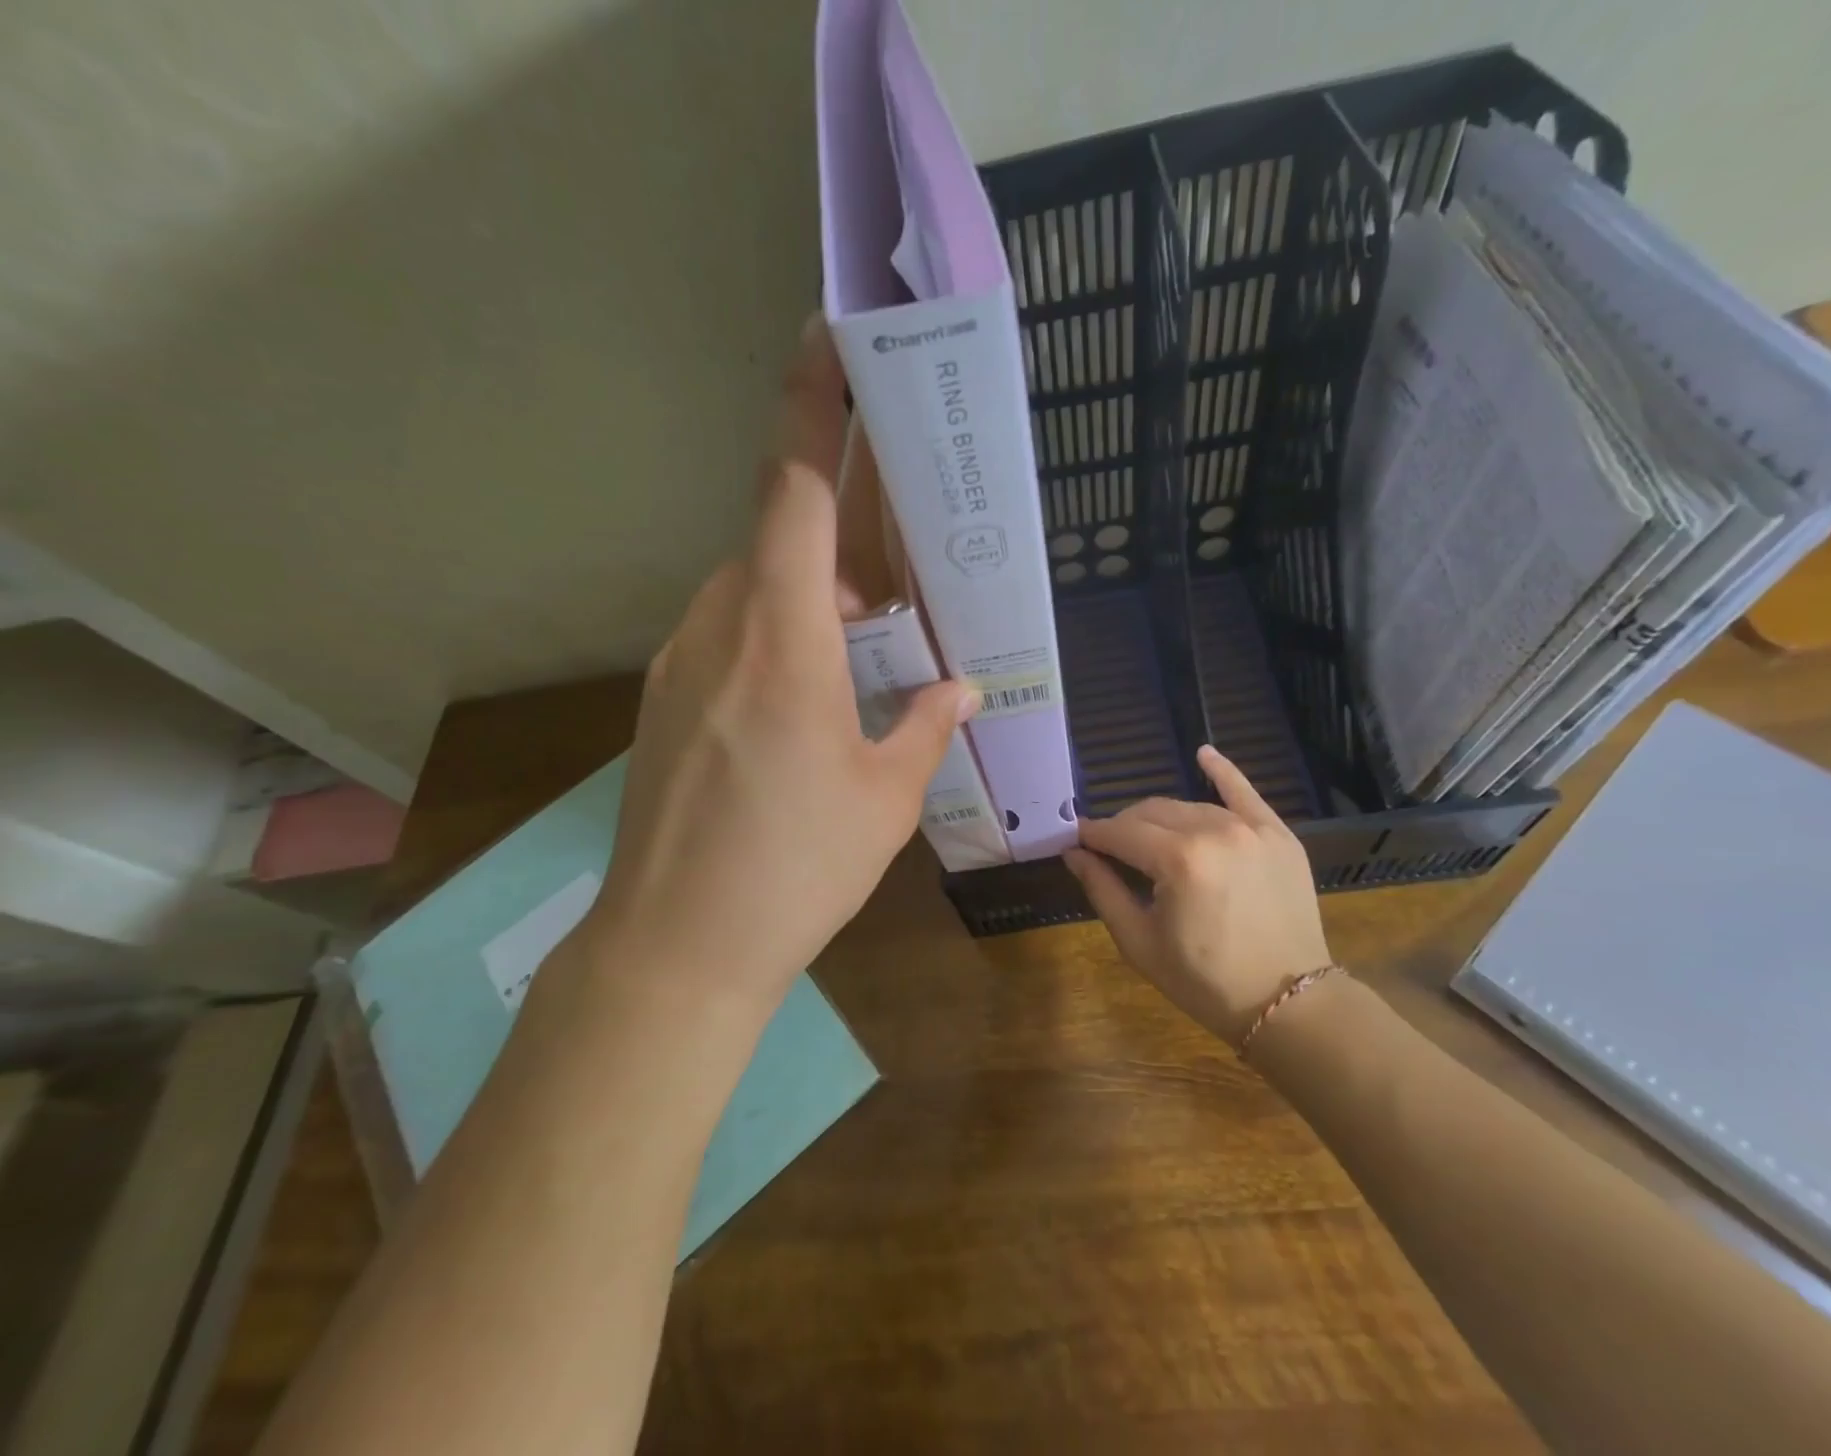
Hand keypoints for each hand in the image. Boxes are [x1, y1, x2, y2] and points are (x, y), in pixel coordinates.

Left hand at [587, 318, 977, 1014]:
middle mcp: (720, 626)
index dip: (812, 407)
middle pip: (782, 539)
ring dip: (815, 597)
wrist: (676, 945)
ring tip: (871, 646)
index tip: (829, 341)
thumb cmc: (795, 866)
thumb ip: (927, 724)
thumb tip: (958, 688)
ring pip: (756, 590)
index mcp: (782, 636)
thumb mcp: (886, 795)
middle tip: (904, 569)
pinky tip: (816, 698)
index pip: (793, 488)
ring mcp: (682, 662)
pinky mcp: (668, 700)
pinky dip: (781, 636)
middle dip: (844, 539)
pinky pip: (732, 635)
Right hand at [1064, 746, 1331, 1044]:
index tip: (1075, 839)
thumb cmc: (1205, 981)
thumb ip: (1102, 889)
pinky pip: (1244, 792)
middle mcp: (1214, 831)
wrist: (1290, 1003)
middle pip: (1150, 812)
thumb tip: (1073, 852)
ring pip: (1188, 806)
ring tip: (1150, 841)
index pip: (1120, 833)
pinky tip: (1204, 752)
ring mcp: (1250, 829)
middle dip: (1124, 826)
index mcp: (1178, 861)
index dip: (1093, 835)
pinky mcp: (1278, 834)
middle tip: (1111, 850)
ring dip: (1161, 819)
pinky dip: (1222, 771)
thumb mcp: (1140, 942)